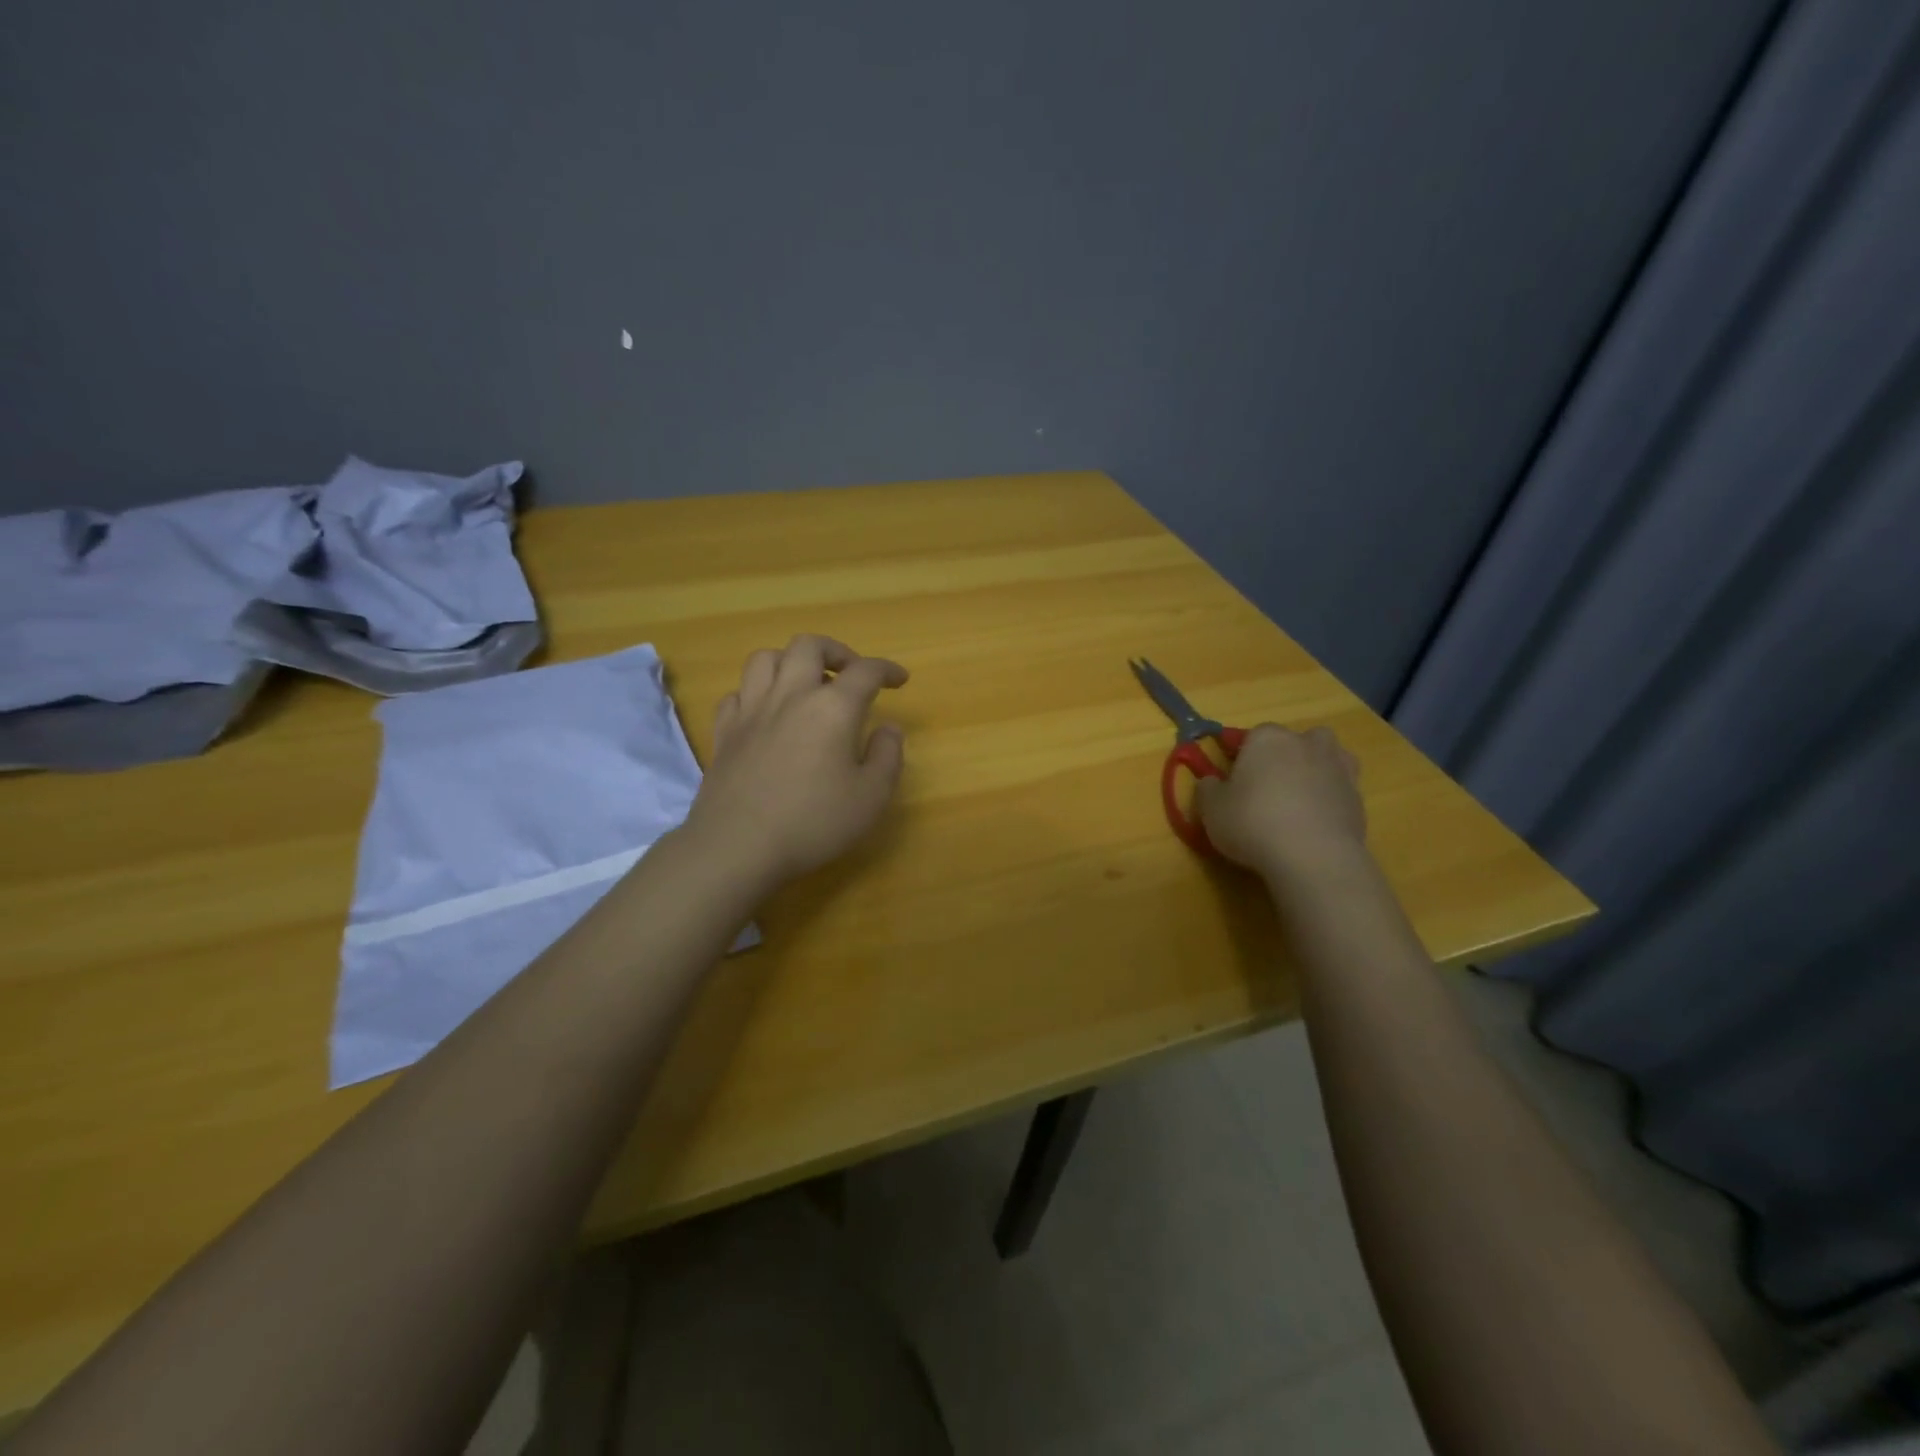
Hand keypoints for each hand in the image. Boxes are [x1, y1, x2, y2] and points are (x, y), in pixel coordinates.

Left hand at [682, 634, 908, 888]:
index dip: (887, 669)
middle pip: (809, 646)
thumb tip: (888, 728)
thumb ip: (887, 756)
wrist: (738, 846)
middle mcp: (791, 696)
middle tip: (850, 674)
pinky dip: (755, 693)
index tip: (899, 679)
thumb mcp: (871, 797)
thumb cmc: (814, 822)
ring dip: (790, 661)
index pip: (865, 671)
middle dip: (836, 651)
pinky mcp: (724, 732)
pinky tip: (766, 712)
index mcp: (833, 708)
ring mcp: (751, 711)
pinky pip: (736, 693)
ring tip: (805, 684)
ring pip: (765, 658)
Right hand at [1194, 724, 1367, 881]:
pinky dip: (1330, 799)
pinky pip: (1339, 788)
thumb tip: (1211, 782)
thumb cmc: (1253, 823)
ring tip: (1298, 799)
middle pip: (1294, 741)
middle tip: (1267, 788)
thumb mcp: (1211, 809)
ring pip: (1326, 757)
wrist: (1313, 857)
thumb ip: (1208, 789)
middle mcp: (1306, 743)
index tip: (1233, 780)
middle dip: (1283, 757)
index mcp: (1267, 738)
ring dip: (1315, 770)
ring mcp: (1338, 767)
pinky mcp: (1358, 797)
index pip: (1251, 735)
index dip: (1240, 756)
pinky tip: (1315, 822)